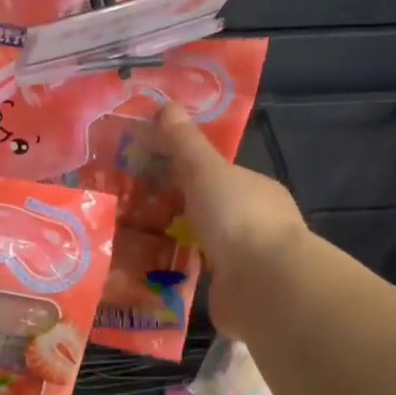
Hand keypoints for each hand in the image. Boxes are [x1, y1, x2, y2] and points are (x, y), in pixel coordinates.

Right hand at [153, 102, 311, 342]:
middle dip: (177, 209)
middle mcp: (256, 222)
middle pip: (210, 209)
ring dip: (176, 243)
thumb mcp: (205, 171)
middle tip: (132, 210)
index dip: (185, 172)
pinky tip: (152, 273)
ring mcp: (247, 259)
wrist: (263, 285)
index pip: (219, 175)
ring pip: (205, 244)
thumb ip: (184, 143)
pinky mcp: (234, 290)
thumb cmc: (237, 217)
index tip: (148, 175)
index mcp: (256, 189)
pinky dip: (180, 272)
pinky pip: (200, 275)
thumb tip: (166, 104)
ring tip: (133, 242)